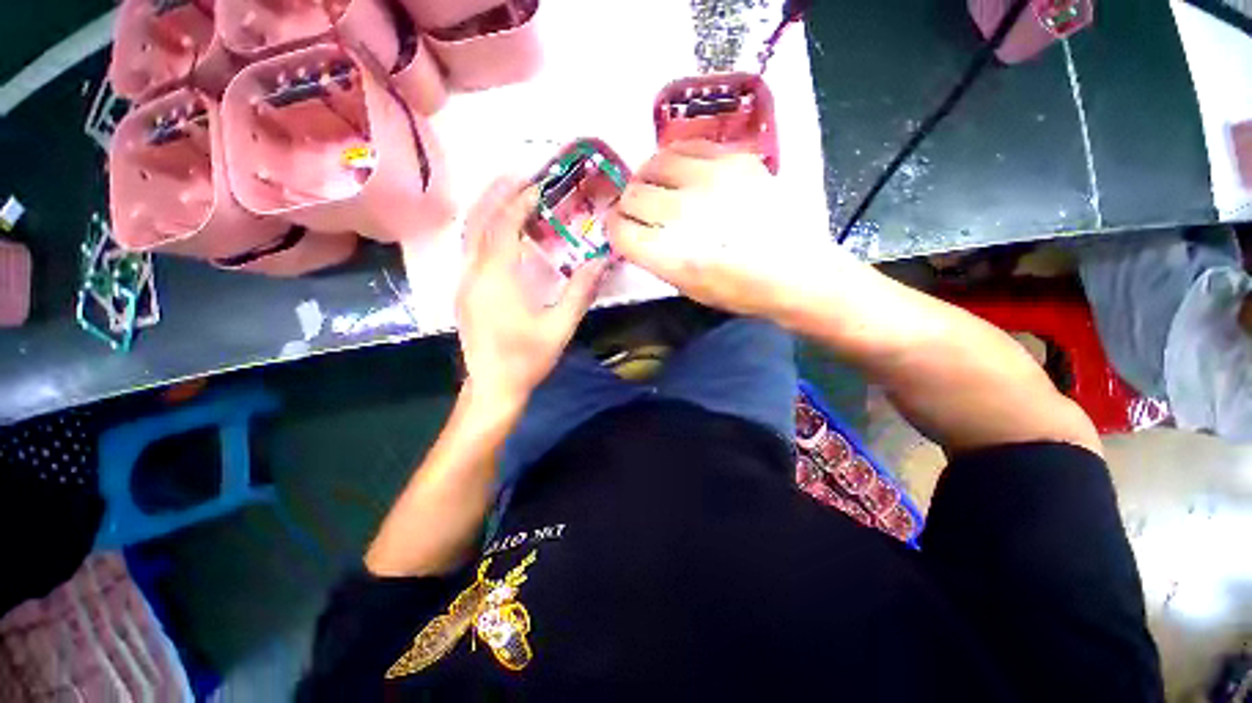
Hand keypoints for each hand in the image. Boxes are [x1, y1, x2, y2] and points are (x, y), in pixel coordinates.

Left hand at [457, 179, 608, 411]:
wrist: (493, 387)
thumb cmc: (527, 359)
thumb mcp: (559, 327)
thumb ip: (580, 292)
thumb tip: (601, 261)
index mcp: (496, 280)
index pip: (504, 227)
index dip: (520, 203)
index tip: (540, 187)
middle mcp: (473, 274)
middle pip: (478, 222)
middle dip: (496, 194)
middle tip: (518, 175)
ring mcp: (464, 283)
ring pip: (470, 235)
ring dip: (488, 210)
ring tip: (508, 194)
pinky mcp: (465, 293)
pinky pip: (471, 251)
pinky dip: (485, 231)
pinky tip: (501, 232)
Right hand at [606, 141, 855, 323]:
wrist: (796, 271)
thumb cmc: (739, 291)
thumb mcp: (687, 287)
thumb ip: (655, 257)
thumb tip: (636, 231)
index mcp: (669, 255)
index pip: (620, 230)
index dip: (615, 229)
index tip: (621, 230)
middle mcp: (683, 213)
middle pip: (632, 194)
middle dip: (628, 205)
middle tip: (639, 210)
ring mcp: (709, 180)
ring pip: (654, 162)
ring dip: (648, 176)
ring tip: (657, 186)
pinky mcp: (734, 160)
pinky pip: (688, 146)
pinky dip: (676, 159)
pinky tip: (682, 171)